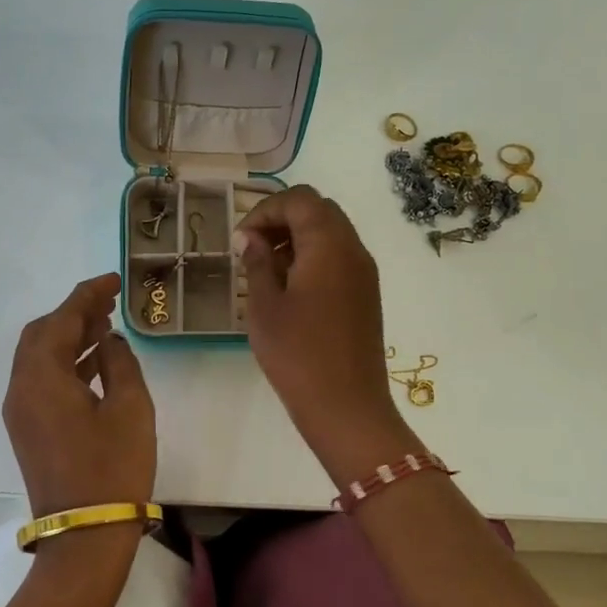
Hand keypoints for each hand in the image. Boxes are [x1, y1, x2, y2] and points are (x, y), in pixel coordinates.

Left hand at [2, 274, 156, 518]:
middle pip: (41, 334)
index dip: (87, 295)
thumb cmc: (113, 467)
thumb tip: (108, 340)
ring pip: (40, 357)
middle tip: (109, 302)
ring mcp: (21, 411)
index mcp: (42, 377)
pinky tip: (96, 362)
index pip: (62, 320)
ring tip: (106, 325)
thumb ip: (119, 361)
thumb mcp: (130, 407)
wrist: (86, 533)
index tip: (113, 280)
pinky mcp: (28, 430)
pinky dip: (66, 363)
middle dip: (73, 313)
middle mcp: (21, 388)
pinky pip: (42, 380)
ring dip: (70, 337)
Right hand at [235, 187, 420, 482]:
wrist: (346, 406)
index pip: (299, 200)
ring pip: (331, 233)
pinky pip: (339, 258)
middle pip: (319, 210)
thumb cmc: (298, 354)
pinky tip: (290, 288)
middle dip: (282, 219)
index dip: (265, 210)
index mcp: (329, 245)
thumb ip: (257, 263)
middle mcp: (354, 250)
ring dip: (297, 238)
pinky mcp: (366, 295)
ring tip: (266, 269)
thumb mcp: (265, 307)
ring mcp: (364, 273)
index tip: (240, 239)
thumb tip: (250, 238)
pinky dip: (313, 257)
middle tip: (251, 248)